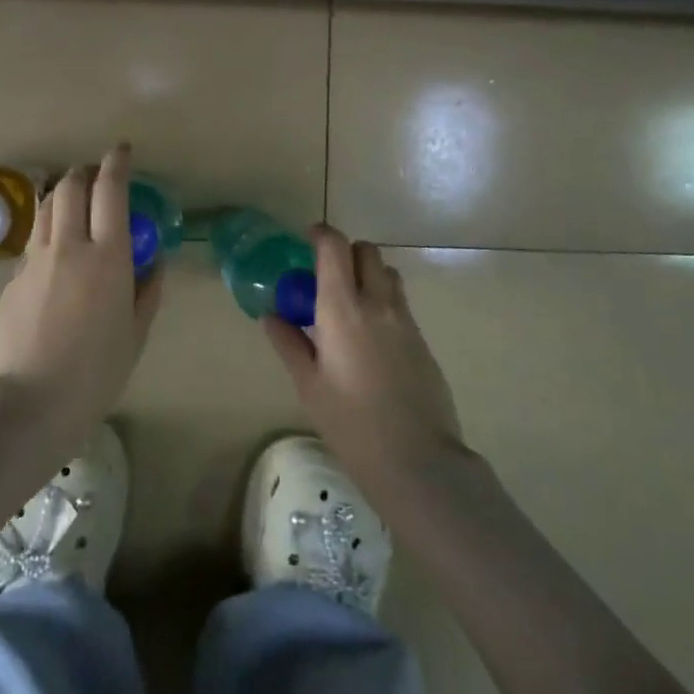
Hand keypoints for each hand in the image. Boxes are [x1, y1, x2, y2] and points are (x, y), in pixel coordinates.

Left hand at [0, 144, 162, 444]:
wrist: (33, 402)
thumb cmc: (97, 372)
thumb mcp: (136, 333)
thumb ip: (148, 290)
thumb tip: (155, 260)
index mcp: (108, 257)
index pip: (110, 191)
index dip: (115, 164)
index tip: (120, 151)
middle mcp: (69, 246)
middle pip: (71, 186)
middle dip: (84, 173)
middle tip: (95, 179)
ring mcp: (35, 259)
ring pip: (46, 206)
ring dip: (62, 194)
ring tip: (73, 204)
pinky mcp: (13, 276)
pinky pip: (33, 240)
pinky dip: (47, 231)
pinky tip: (54, 253)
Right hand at [262, 224, 462, 486]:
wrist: (417, 459)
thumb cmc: (351, 423)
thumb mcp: (309, 385)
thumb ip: (289, 343)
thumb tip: (272, 316)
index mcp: (342, 308)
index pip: (335, 248)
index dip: (320, 234)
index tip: (306, 239)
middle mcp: (377, 303)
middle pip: (366, 251)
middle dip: (345, 252)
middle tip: (326, 277)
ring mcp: (405, 320)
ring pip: (387, 274)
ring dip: (367, 275)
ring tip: (349, 305)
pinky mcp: (422, 340)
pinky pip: (399, 303)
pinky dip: (382, 302)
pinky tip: (370, 338)